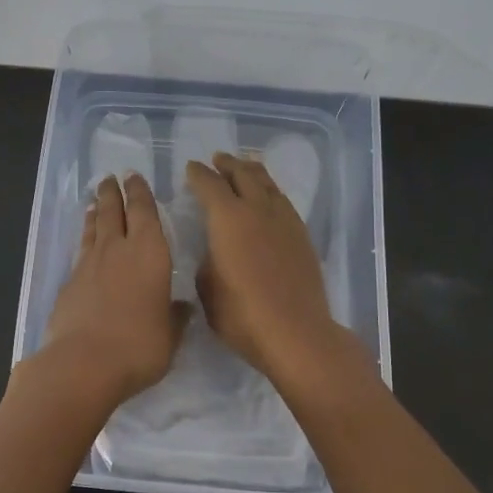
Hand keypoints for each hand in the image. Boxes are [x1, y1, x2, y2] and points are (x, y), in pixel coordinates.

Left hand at [38, 174, 187, 406]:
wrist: (83, 364)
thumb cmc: (139, 347)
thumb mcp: (170, 336)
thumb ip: (175, 317)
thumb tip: (182, 306)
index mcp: (149, 253)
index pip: (144, 211)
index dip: (140, 193)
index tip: (134, 177)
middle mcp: (117, 250)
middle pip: (112, 212)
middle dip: (113, 193)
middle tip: (110, 178)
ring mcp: (88, 265)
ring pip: (92, 228)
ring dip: (94, 212)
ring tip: (94, 201)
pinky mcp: (68, 284)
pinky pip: (80, 252)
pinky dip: (83, 240)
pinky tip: (84, 245)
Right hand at [184, 152, 358, 385]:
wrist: (295, 333)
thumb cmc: (241, 314)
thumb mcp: (207, 287)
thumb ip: (208, 258)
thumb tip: (215, 249)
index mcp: (228, 218)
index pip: (209, 185)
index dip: (198, 174)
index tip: (191, 168)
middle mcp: (257, 210)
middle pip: (243, 174)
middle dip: (228, 164)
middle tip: (218, 159)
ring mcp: (285, 221)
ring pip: (268, 184)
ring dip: (253, 172)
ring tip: (245, 168)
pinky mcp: (302, 236)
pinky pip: (283, 202)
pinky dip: (270, 192)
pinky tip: (268, 199)